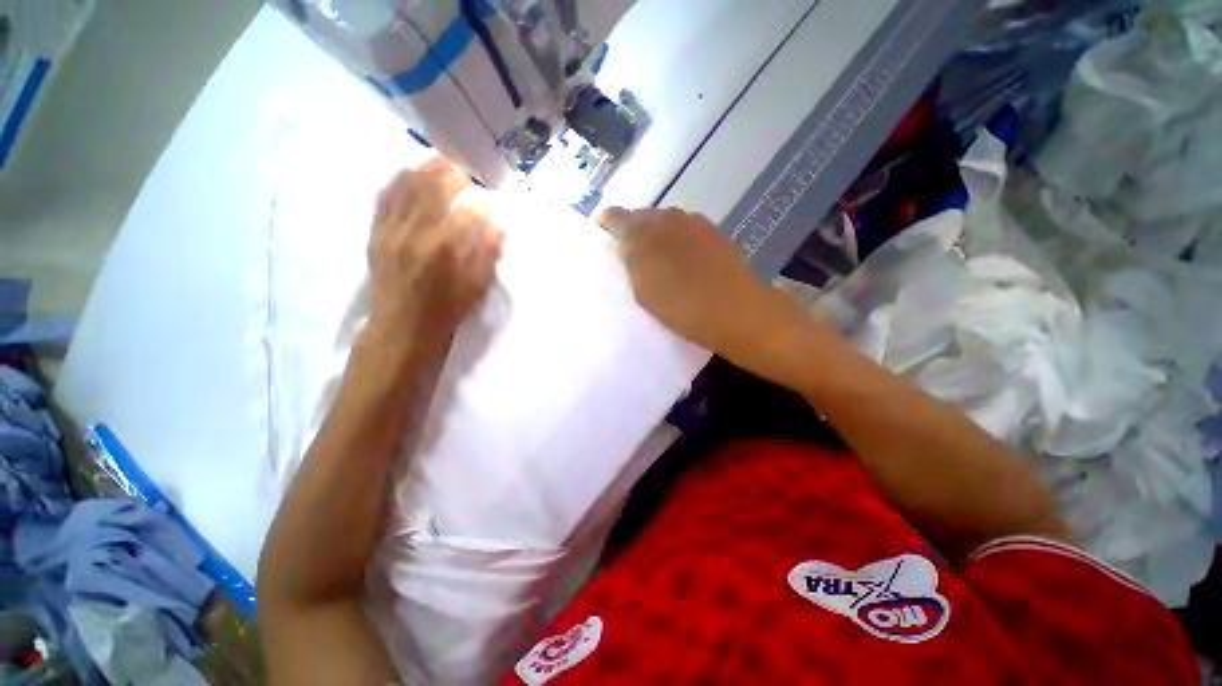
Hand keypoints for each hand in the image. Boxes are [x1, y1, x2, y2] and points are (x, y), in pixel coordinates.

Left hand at [365, 158, 503, 357]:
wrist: (403, 326)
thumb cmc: (446, 309)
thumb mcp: (477, 287)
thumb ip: (487, 253)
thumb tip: (497, 224)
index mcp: (444, 248)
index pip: (467, 211)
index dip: (482, 200)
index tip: (492, 196)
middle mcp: (415, 232)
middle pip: (433, 187)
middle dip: (453, 171)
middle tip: (468, 168)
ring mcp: (391, 229)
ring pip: (406, 186)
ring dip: (426, 168)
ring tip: (442, 161)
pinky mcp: (377, 233)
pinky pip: (385, 197)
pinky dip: (399, 180)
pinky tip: (408, 172)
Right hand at [597, 207, 767, 352]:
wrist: (739, 312)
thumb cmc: (684, 307)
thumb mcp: (644, 291)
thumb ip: (629, 262)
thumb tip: (623, 244)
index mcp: (649, 230)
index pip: (617, 217)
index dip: (606, 224)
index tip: (601, 234)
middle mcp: (672, 218)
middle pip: (643, 217)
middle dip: (632, 231)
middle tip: (627, 253)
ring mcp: (697, 225)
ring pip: (666, 224)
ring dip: (656, 237)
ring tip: (654, 260)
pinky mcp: (716, 236)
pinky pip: (686, 232)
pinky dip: (676, 242)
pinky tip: (680, 262)